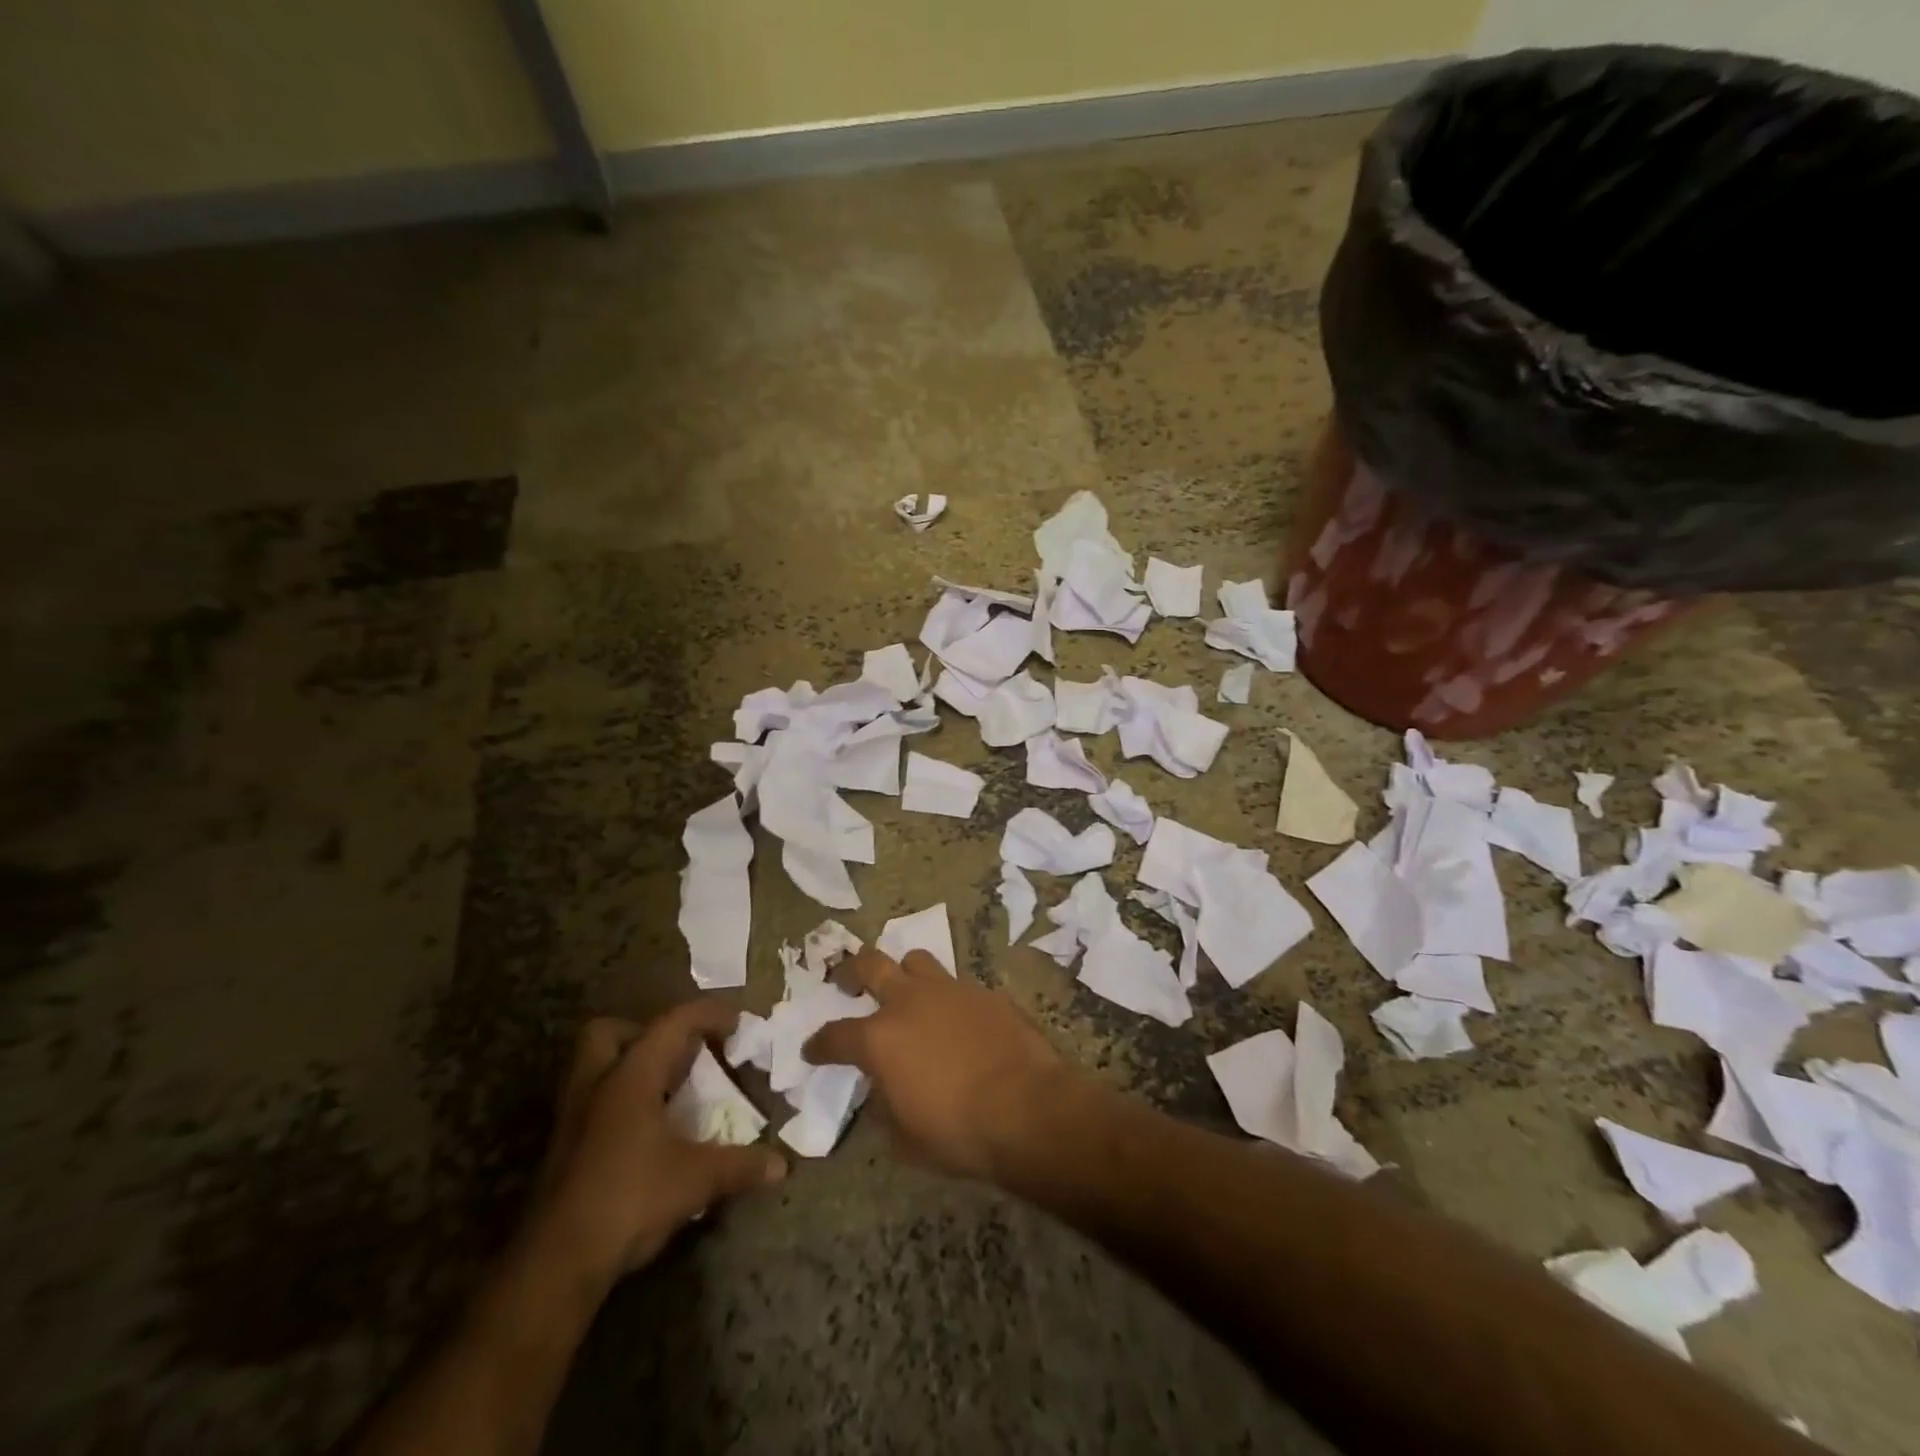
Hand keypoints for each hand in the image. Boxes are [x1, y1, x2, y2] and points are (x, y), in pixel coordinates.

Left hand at [531, 1003, 786, 1288]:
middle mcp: (597, 1086)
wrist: (555, 1265)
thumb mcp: (697, 1180)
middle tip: (680, 1053)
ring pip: (595, 1068)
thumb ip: (741, 1165)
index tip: (738, 1021)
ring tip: (668, 1089)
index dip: (708, 1014)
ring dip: (629, 1067)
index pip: (672, 1023)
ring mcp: (573, 1119)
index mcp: (630, 1077)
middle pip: (609, 1032)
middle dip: (645, 1032)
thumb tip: (782, 1165)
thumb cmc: (629, 1201)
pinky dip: (621, 1103)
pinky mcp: (564, 1151)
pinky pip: (593, 1102)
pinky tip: (647, 1131)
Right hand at [802, 949, 1067, 1180]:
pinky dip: (947, 998)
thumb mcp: (905, 1139)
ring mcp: (950, 990)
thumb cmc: (958, 1131)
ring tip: (907, 990)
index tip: (813, 1050)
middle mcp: (909, 1002)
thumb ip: (885, 1107)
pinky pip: (957, 985)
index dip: (820, 1044)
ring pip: (916, 960)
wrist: (1027, 1107)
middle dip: (852, 970)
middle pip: (870, 965)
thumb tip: (882, 1090)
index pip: (835, 1035)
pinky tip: (956, 1018)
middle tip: (848, 981)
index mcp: (880, 1038)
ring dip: (904, 972)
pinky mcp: (985, 992)